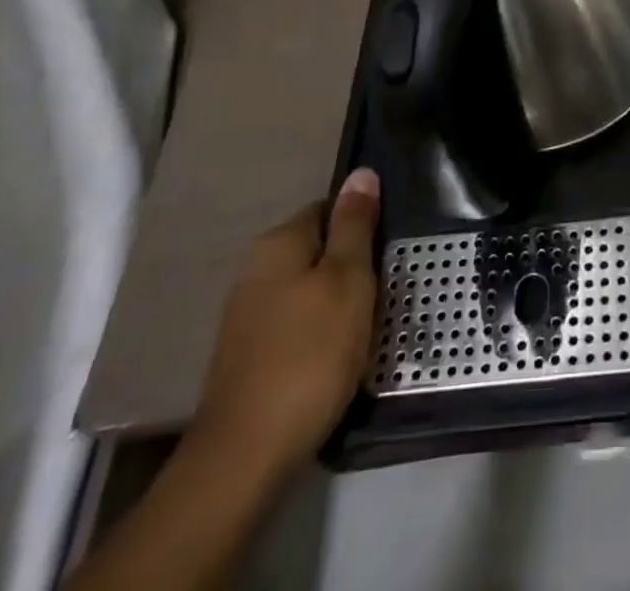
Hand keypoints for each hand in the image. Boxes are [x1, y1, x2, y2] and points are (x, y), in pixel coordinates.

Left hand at [190, 168, 380, 475]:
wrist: (245, 456)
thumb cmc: (310, 354)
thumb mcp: (349, 280)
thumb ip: (355, 225)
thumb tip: (361, 172)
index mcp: (277, 243)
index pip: (328, 209)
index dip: (361, 227)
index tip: (385, 255)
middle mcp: (253, 270)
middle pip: (317, 251)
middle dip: (349, 268)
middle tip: (381, 295)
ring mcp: (244, 317)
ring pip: (305, 291)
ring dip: (334, 304)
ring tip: (362, 331)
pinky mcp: (244, 358)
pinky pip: (292, 327)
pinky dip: (315, 336)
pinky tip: (331, 360)